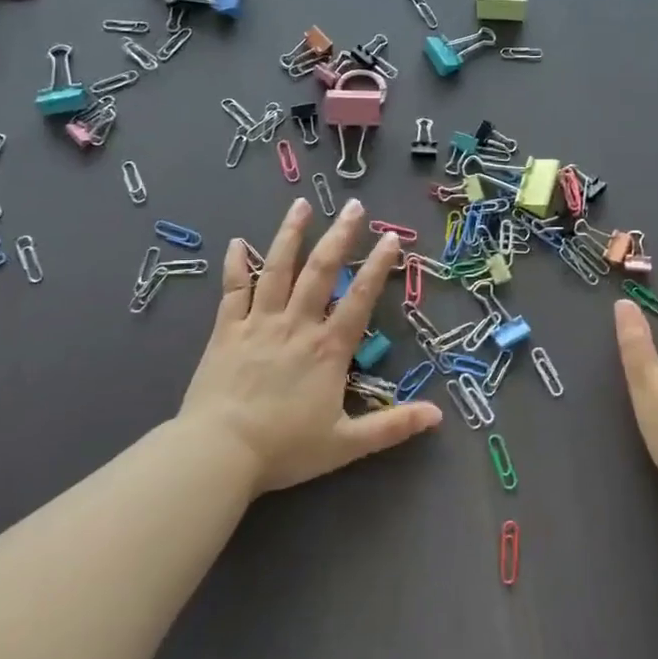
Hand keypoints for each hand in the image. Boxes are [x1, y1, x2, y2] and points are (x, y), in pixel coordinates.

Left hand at [180, 196, 442, 493]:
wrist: (219, 453)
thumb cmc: (284, 449)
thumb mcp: (347, 444)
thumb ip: (393, 426)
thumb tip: (438, 416)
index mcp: (328, 349)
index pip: (359, 299)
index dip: (378, 267)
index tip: (391, 238)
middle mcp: (296, 326)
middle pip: (320, 272)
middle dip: (340, 236)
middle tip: (354, 206)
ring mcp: (258, 324)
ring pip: (277, 270)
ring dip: (290, 235)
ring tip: (301, 205)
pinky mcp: (227, 331)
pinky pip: (233, 290)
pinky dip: (236, 264)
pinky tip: (238, 242)